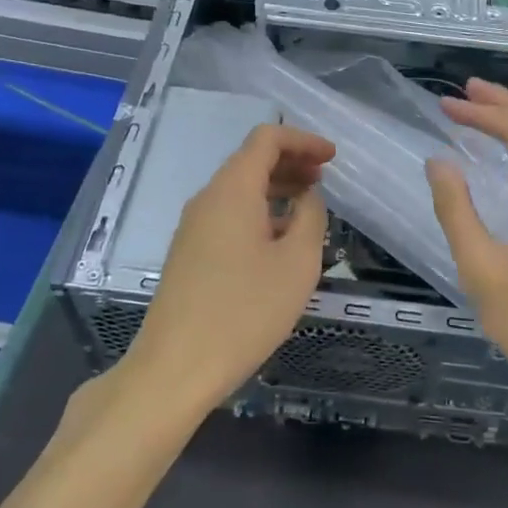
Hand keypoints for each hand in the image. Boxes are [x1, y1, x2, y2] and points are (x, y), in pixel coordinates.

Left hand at [122, 123, 335, 413]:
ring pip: (238, 190)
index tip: (332, 158)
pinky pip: (228, 215)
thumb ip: (310, 218)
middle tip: (324, 179)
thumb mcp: (296, 263)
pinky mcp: (188, 253)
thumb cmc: (244, 311)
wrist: (175, 368)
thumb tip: (307, 197)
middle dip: (290, 162)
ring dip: (275, 189)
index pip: (266, 139)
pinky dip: (258, 212)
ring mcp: (193, 226)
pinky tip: (278, 241)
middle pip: (250, 161)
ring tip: (308, 209)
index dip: (303, 140)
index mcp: (232, 190)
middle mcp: (208, 198)